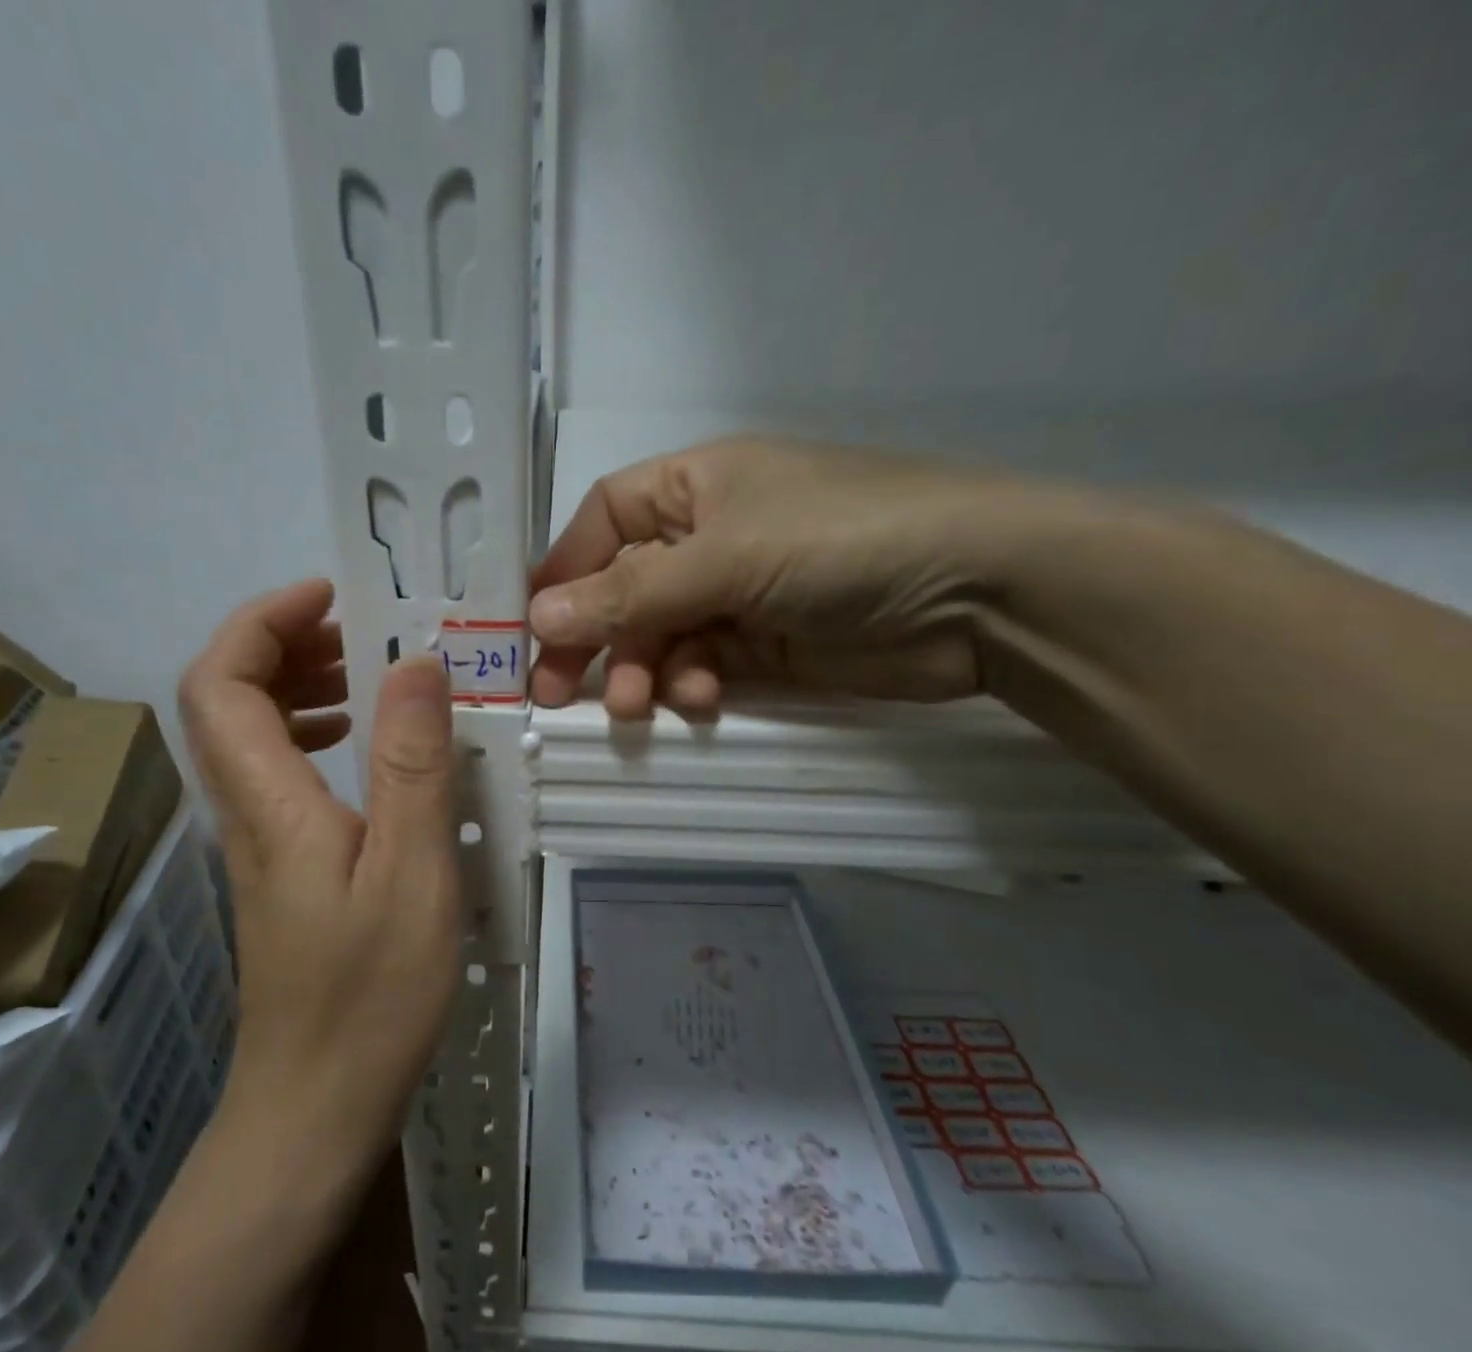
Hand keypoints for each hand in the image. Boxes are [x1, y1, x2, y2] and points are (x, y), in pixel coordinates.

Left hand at [178, 579, 458, 1185]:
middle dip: (281, 645)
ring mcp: (256, 843)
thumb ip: (412, 765)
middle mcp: (245, 812)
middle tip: (357, 633)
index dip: (263, 622)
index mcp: (269, 802)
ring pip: (247, 738)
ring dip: (295, 689)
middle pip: (223, 700)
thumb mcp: (412, 873)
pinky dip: (310, 739)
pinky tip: (361, 754)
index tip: (331, 597)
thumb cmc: (370, 995)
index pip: (222, 681)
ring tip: (366, 678)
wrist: (315, 1106)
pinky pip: (277, 776)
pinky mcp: (277, 870)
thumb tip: (415, 664)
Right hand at [528, 434, 1075, 717]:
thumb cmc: (843, 540)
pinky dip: (692, 685)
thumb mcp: (726, 557)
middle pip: (623, 586)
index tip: (530, 626)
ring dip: (643, 670)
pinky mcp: (766, 645)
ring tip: (639, 705)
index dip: (565, 569)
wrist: (982, 593)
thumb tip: (536, 618)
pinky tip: (702, 700)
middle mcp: (710, 535)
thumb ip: (630, 593)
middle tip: (559, 692)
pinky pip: (702, 665)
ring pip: (659, 635)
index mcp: (696, 485)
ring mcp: (739, 592)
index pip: (603, 519)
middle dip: (594, 637)